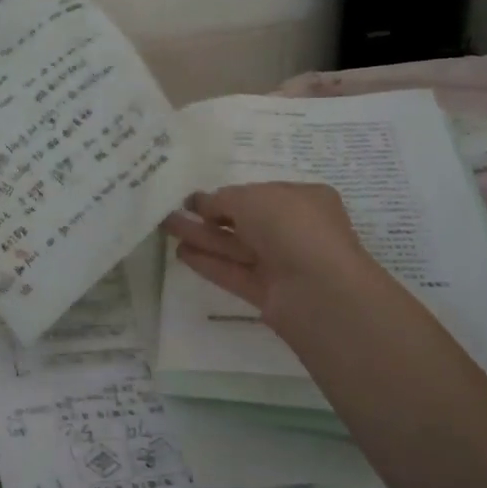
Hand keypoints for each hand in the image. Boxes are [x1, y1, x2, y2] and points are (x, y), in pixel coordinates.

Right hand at [161, 182, 392, 335]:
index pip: (259, 194)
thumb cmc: (292, 227)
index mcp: (303, 199)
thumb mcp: (252, 198)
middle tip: (172, 211)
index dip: (226, 195)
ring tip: (166, 229)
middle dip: (207, 216)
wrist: (320, 290)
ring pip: (235, 247)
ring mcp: (283, 264)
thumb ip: (222, 199)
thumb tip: (203, 205)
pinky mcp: (269, 293)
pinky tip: (181, 254)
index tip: (193, 198)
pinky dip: (209, 263)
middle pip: (244, 221)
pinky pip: (235, 273)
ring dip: (201, 238)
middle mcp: (295, 230)